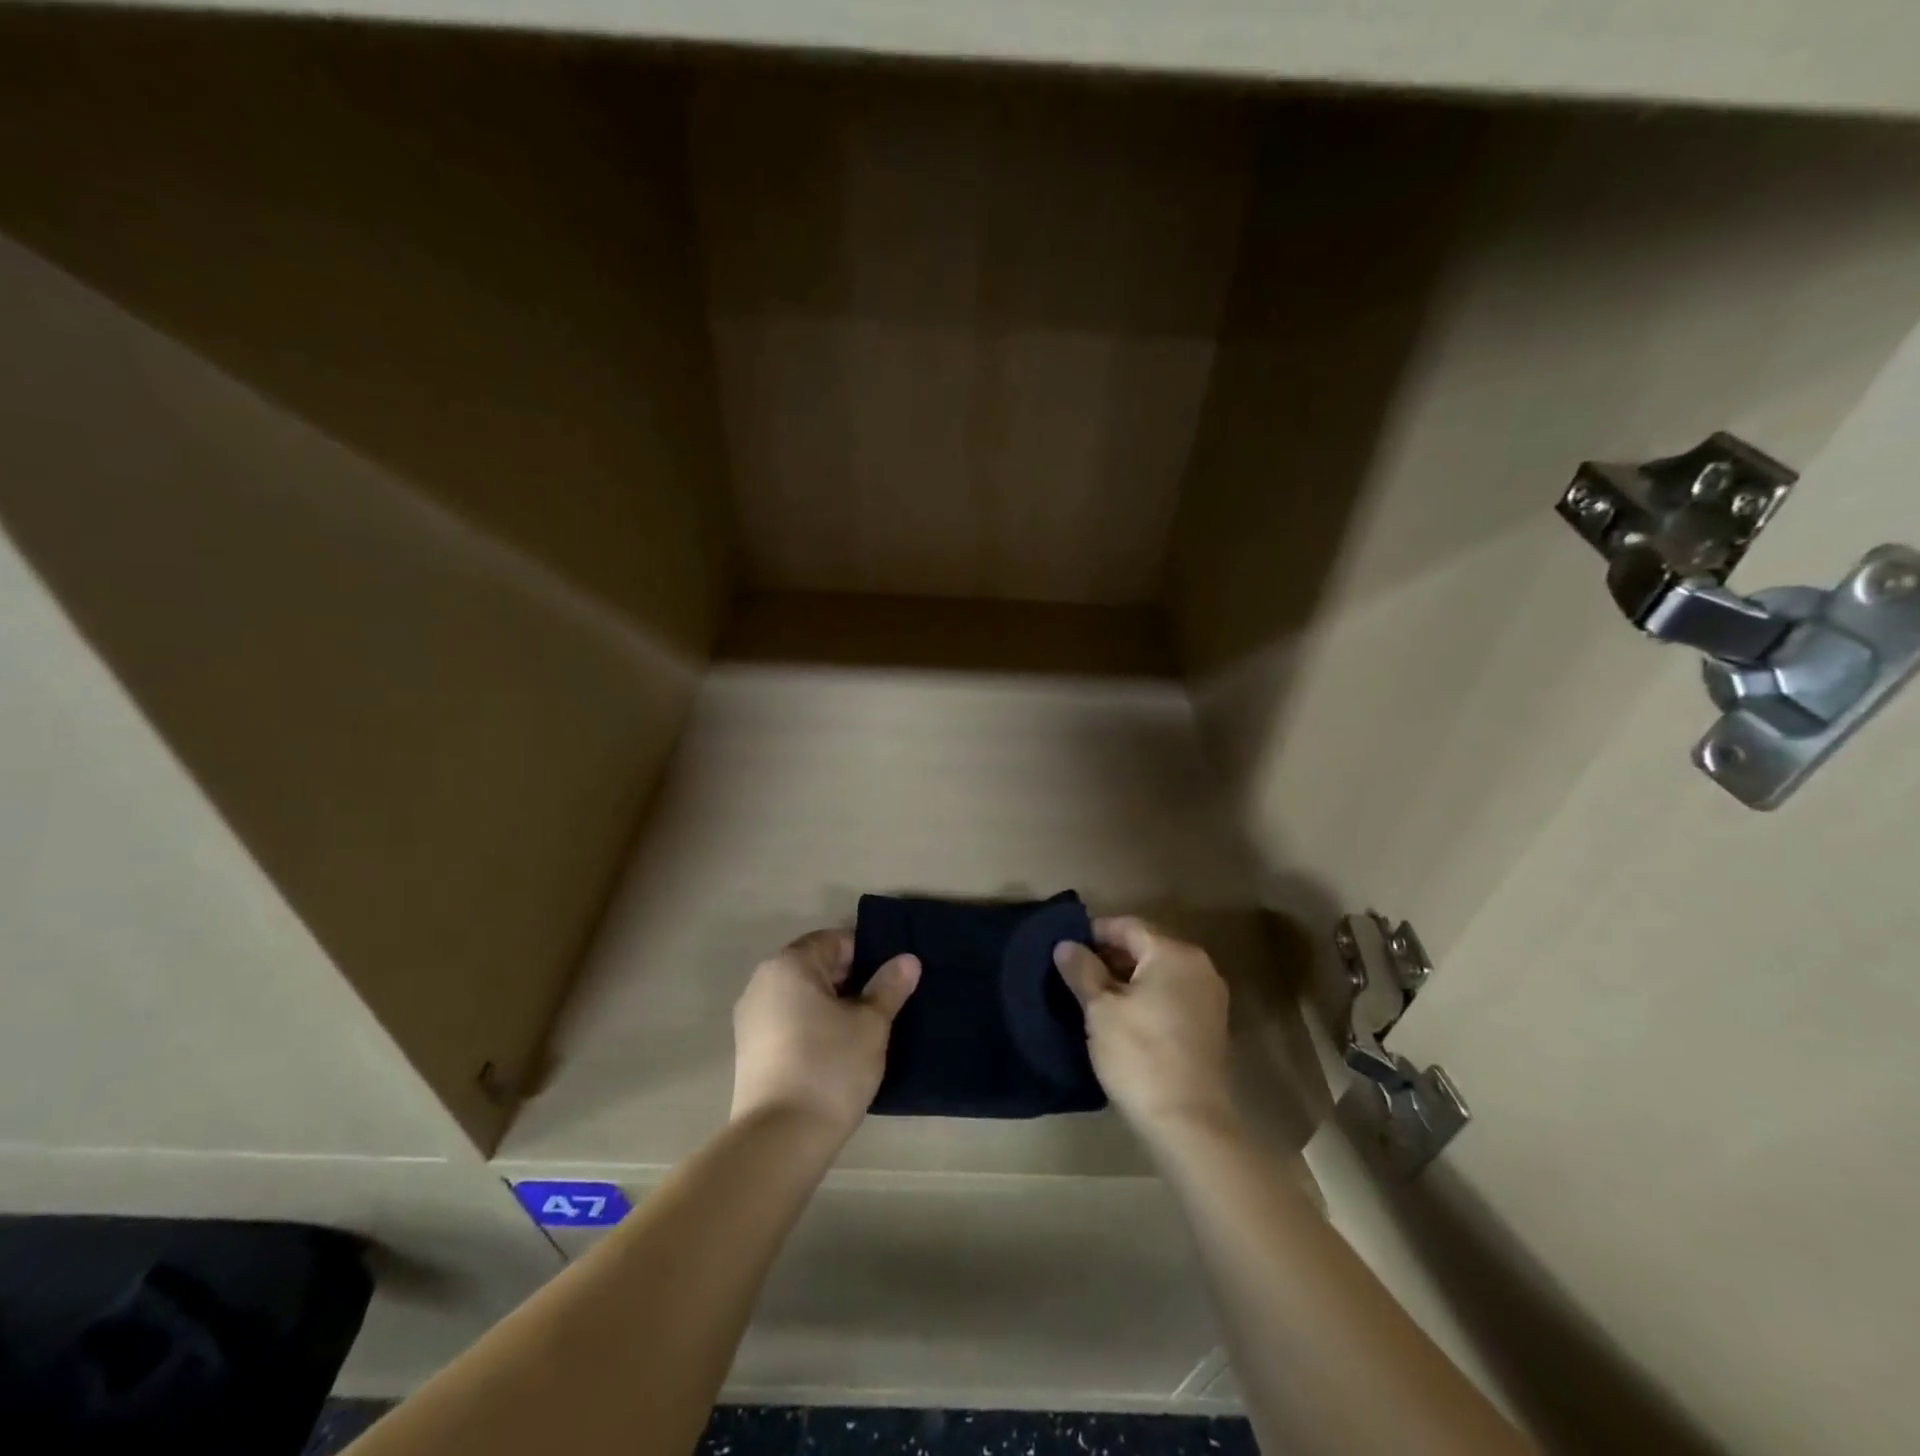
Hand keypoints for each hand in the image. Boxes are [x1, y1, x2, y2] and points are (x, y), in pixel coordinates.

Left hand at [730, 928, 919, 1141]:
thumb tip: (907, 959)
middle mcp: (763, 981)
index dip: (868, 956)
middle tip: (884, 1007)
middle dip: (851, 981)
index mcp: (790, 964)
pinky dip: (812, 1027)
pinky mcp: (749, 1050)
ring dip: (832, 1006)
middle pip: (816, 966)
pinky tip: (835, 1054)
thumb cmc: (829, 1068)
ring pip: (802, 996)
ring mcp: (751, 1017)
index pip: (836, 941)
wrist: (779, 1140)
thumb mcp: (871, 1024)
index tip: (891, 982)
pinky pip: (788, 1022)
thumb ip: (889, 987)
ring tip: (863, 1033)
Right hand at [1054, 917, 1236, 1144]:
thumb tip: (1066, 945)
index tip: (1066, 948)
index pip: (1127, 926)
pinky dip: (1147, 997)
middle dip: (1110, 956)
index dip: (1094, 933)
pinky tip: (1123, 1018)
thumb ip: (1082, 970)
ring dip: (1127, 979)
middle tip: (1076, 974)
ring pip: (1159, 973)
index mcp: (1173, 953)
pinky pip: (1172, 995)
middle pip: (1146, 947)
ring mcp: (1209, 997)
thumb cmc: (1140, 1056)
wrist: (1189, 1123)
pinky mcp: (1211, 1026)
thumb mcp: (1100, 1010)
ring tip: (1094, 997)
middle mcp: (1199, 966)